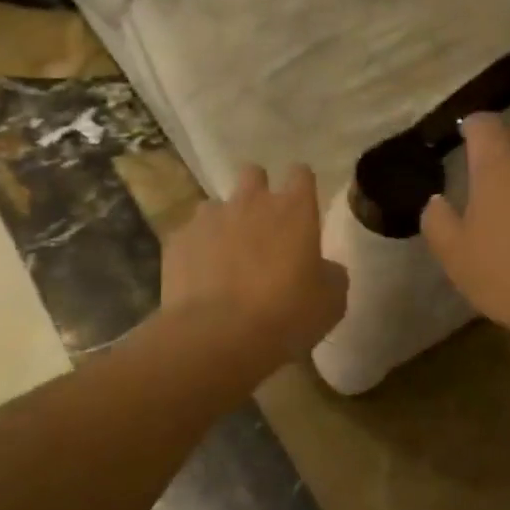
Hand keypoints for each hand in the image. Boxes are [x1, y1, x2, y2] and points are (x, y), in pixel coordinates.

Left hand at [161, 164, 347, 364]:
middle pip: (253, 174)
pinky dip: (196, 250)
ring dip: (224, 223)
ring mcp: (209, 218)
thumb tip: (325, 268)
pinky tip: (200, 278)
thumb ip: (331, 275)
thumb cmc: (286, 315)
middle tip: (262, 226)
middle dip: (258, 192)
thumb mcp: (331, 302)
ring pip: (216, 205)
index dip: (302, 186)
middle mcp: (251, 202)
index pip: (301, 174)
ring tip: (226, 257)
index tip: (302, 206)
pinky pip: (189, 235)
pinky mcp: (178, 240)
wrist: (218, 335)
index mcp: (294, 210)